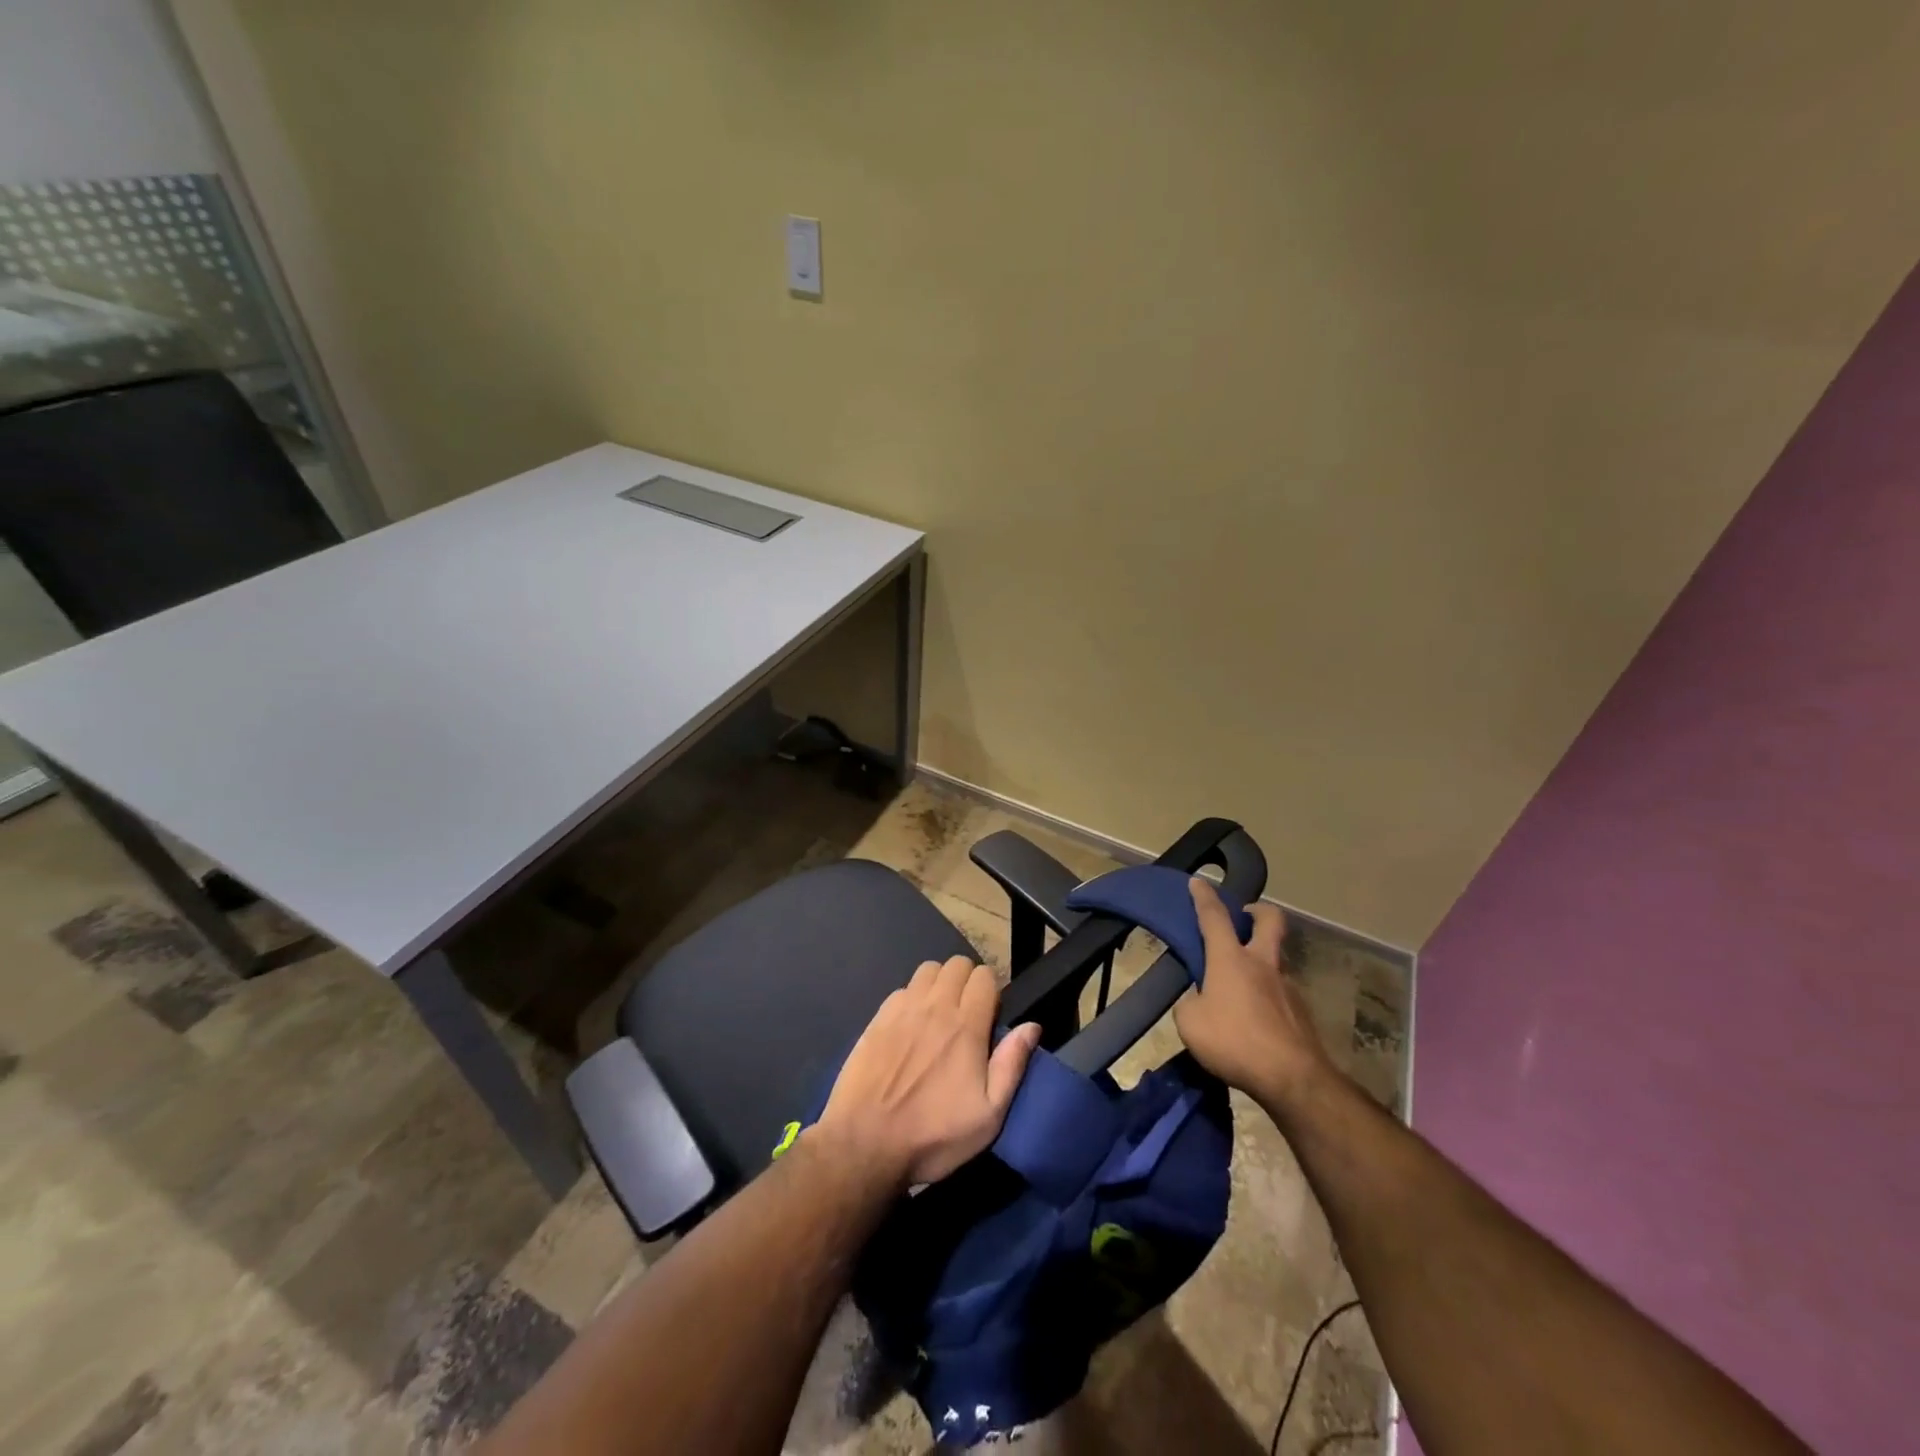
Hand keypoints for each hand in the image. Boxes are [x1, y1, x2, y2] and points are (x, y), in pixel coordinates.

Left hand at [814, 956, 1041, 1189]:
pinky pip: (902, 989)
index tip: (990, 1017)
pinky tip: (910, 1027)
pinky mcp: (877, 1018)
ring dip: (939, 984)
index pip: (984, 976)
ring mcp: (902, 1009)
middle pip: (957, 964)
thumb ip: (1012, 1065)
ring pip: (928, 970)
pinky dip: (912, 999)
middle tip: (967, 1014)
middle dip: (968, 981)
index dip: (992, 990)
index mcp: (965, 1025)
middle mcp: (934, 1006)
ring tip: (939, 1015)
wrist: (863, 1144)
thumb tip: (1032, 1026)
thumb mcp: (988, 1116)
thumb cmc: (933, 1135)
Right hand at [1174, 878, 1336, 1110]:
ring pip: (1277, 959)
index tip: (1199, 881)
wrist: (1292, 1079)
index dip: (1204, 897)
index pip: (1214, 917)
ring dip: (1262, 961)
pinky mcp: (1302, 1013)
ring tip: (1241, 986)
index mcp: (1231, 959)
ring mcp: (1288, 987)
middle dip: (1257, 910)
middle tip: (1244, 916)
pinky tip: (1256, 1019)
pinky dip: (1267, 996)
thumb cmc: (1234, 1041)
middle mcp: (1263, 964)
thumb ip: (1191, 1004)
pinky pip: (1281, 993)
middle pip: (1269, 921)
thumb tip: (1199, 1001)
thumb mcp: (1190, 1023)